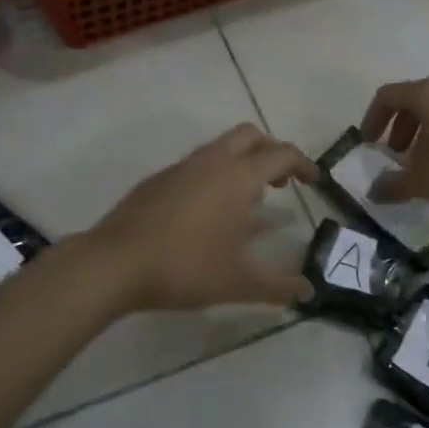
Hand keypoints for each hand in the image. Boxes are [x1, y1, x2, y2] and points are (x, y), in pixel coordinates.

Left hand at [88, 123, 318, 311]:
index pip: (281, 155)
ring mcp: (180, 168)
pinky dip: (214, 176)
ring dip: (241, 163)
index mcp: (237, 177)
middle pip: (250, 136)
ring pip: (220, 148)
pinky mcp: (157, 180)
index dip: (303, 164)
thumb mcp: (239, 283)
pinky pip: (196, 165)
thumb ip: (278, 286)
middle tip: (280, 183)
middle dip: (271, 152)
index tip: (314, 180)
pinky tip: (208, 214)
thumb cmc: (185, 268)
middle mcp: (210, 162)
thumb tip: (308, 291)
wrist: (114, 264)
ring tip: (247, 202)